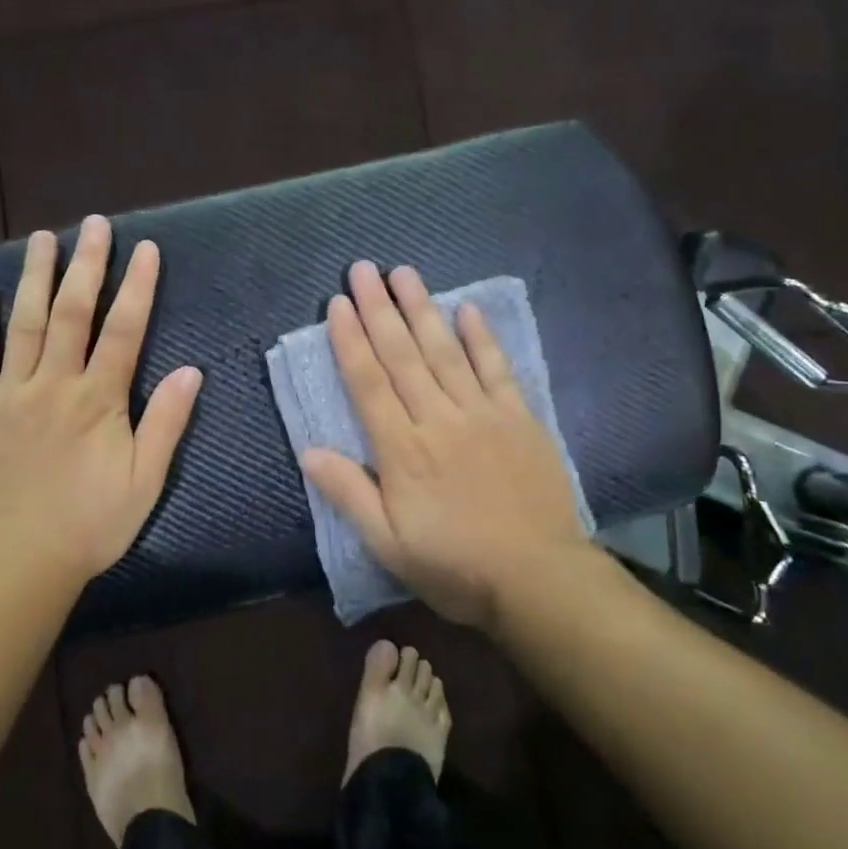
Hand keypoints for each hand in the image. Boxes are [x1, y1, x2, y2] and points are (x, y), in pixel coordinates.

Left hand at [0, 216, 201, 589]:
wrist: (16, 563)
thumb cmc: (89, 525)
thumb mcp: (145, 482)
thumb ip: (166, 423)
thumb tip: (192, 370)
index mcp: (98, 400)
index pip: (124, 330)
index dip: (138, 286)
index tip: (145, 248)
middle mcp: (53, 385)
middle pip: (72, 313)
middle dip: (86, 265)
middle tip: (94, 224)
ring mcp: (8, 395)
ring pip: (23, 324)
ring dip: (34, 277)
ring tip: (42, 238)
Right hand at [300, 263, 590, 631]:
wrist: (539, 579)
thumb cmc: (455, 566)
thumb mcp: (388, 544)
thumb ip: (349, 493)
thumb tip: (308, 450)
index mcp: (403, 450)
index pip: (368, 383)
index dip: (350, 340)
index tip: (337, 304)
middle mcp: (438, 419)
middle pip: (402, 355)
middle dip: (379, 309)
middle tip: (363, 269)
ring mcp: (482, 414)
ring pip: (445, 351)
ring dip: (423, 309)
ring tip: (404, 273)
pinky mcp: (519, 419)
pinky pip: (497, 369)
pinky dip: (482, 337)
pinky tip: (468, 309)